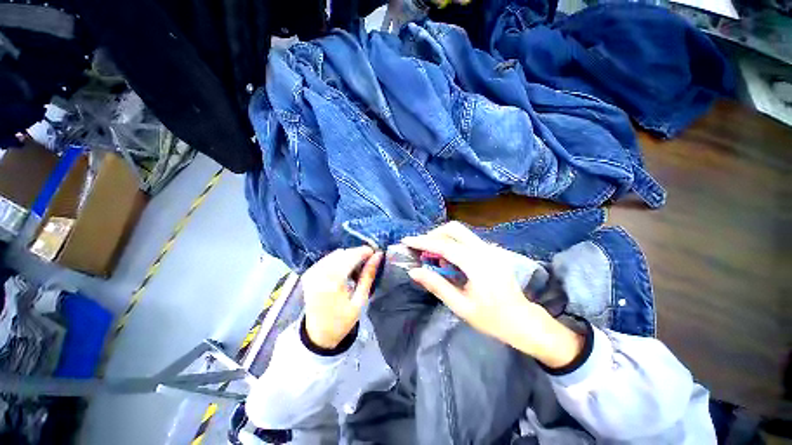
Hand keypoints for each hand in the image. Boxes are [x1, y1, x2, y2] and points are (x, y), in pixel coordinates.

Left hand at [301, 247, 382, 349]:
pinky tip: (345, 269)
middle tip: (369, 261)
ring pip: (335, 254)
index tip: (375, 253)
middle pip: (343, 253)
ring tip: (357, 267)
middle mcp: (319, 273)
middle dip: (357, 253)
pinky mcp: (308, 274)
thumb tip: (378, 256)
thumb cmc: (342, 320)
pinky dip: (338, 260)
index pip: (351, 256)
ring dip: (348, 256)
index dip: (364, 251)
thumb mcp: (360, 300)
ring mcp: (312, 273)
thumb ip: (368, 275)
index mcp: (333, 282)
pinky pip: (327, 259)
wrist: (318, 335)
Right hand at [402, 222, 582, 368]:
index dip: (423, 242)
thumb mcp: (461, 306)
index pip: (445, 245)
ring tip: (432, 256)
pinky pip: (467, 240)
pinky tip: (448, 260)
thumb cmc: (492, 319)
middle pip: (455, 229)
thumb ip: (437, 285)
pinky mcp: (492, 251)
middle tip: (421, 248)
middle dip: (434, 234)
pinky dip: (453, 243)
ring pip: (461, 232)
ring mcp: (491, 249)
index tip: (406, 241)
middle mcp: (485, 250)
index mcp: (477, 265)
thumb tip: (414, 271)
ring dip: (443, 238)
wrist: (523, 321)